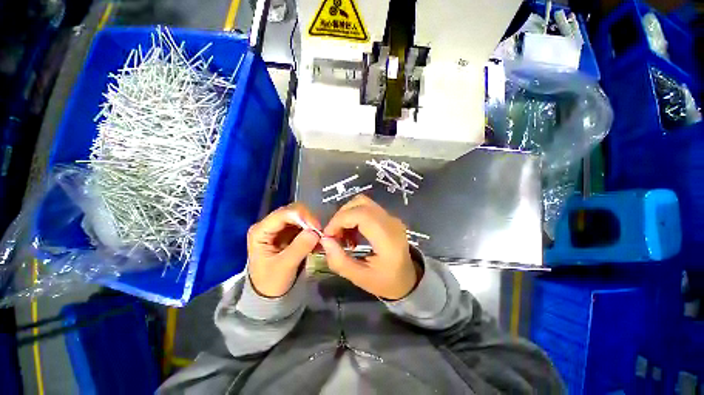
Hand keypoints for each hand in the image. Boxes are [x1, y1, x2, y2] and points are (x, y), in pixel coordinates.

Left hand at [247, 203, 320, 297]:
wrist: (269, 295)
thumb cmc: (271, 282)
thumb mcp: (284, 267)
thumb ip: (299, 248)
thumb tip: (315, 232)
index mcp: (261, 231)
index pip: (283, 214)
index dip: (301, 216)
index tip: (316, 227)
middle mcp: (269, 225)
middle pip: (292, 212)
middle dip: (308, 220)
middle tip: (320, 233)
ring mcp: (279, 228)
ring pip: (299, 217)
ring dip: (311, 225)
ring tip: (320, 238)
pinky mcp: (288, 233)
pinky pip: (303, 225)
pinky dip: (311, 231)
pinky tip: (317, 241)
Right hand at [320, 195, 419, 299]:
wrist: (409, 279)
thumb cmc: (386, 282)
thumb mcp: (360, 278)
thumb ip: (340, 261)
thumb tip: (324, 240)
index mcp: (388, 238)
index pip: (361, 214)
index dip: (340, 219)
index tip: (328, 235)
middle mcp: (391, 222)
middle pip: (361, 203)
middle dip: (341, 216)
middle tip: (334, 235)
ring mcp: (391, 217)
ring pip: (363, 202)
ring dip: (347, 214)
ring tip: (343, 234)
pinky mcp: (388, 217)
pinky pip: (367, 208)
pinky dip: (354, 216)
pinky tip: (352, 233)